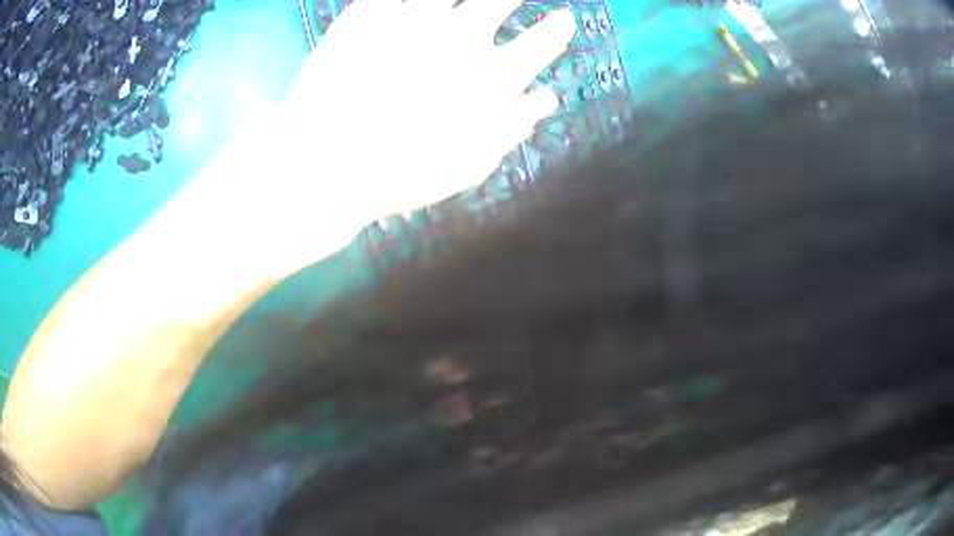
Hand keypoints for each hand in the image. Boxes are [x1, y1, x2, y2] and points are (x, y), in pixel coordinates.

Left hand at [277, 0, 576, 221]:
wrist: (324, 165)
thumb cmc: (402, 175)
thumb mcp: (470, 164)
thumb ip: (514, 126)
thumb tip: (546, 97)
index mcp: (491, 77)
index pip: (541, 43)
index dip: (555, 29)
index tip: (562, 19)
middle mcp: (460, 38)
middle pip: (498, 0)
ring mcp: (413, 20)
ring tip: (455, 3)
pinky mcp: (369, 15)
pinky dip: (404, 2)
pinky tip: (410, 7)